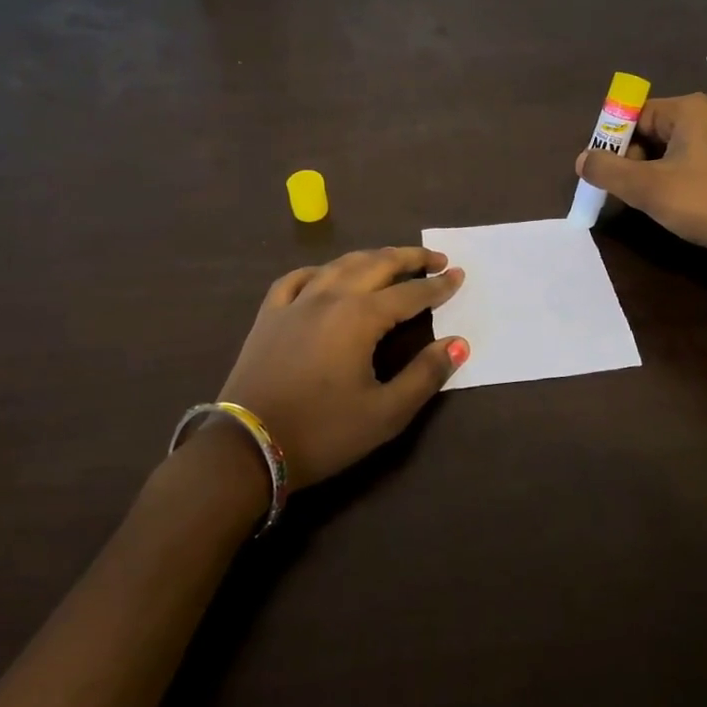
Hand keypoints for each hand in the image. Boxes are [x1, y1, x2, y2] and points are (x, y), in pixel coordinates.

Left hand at [214, 247, 467, 491]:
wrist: (248, 448)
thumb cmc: (323, 433)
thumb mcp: (386, 413)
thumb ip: (426, 374)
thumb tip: (458, 343)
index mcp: (360, 317)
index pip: (410, 294)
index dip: (438, 286)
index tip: (458, 276)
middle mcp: (329, 297)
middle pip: (376, 264)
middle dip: (410, 258)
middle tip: (436, 259)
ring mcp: (295, 303)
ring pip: (339, 265)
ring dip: (371, 258)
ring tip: (392, 261)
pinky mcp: (269, 315)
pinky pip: (297, 278)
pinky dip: (322, 271)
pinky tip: (327, 276)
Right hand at [576, 93, 706, 265]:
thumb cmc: (705, 201)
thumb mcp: (647, 187)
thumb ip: (608, 171)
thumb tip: (582, 160)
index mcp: (687, 109)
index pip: (633, 114)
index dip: (612, 142)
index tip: (604, 173)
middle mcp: (705, 116)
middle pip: (649, 131)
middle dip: (629, 160)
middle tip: (623, 192)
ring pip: (666, 151)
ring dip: (648, 174)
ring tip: (644, 202)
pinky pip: (686, 164)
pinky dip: (670, 181)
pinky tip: (670, 205)